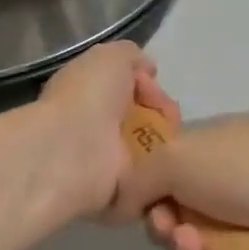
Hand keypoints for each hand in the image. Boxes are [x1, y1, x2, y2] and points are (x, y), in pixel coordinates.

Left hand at [34, 42, 178, 217]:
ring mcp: (108, 160)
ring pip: (152, 148)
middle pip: (145, 118)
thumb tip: (147, 70)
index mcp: (89, 93)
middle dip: (163, 114)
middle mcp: (97, 125)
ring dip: (166, 142)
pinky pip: (151, 179)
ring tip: (173, 140)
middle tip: (170, 117)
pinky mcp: (119, 192)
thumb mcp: (112, 57)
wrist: (75, 149)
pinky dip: (164, 172)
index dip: (148, 85)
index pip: (129, 88)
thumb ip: (132, 57)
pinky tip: (172, 163)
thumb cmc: (90, 96)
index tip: (154, 85)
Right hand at [111, 117, 248, 249]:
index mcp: (211, 143)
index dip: (148, 191)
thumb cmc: (245, 171)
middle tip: (176, 236)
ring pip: (198, 243)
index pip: (165, 168)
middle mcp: (228, 176)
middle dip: (167, 228)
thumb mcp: (179, 157)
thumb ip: (139, 176)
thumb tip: (121, 200)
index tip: (144, 208)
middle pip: (177, 210)